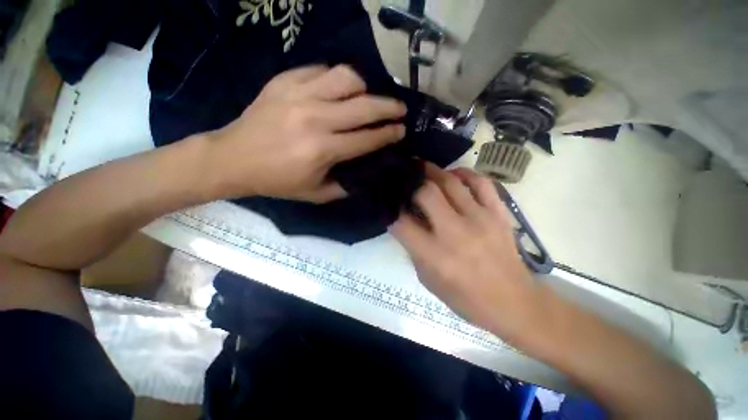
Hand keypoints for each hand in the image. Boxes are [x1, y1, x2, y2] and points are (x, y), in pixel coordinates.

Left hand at [205, 65, 406, 201]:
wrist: (234, 158)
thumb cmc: (277, 181)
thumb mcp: (315, 194)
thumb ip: (345, 186)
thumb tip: (366, 174)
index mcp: (322, 150)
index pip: (367, 139)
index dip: (389, 134)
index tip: (402, 130)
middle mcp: (315, 119)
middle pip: (364, 106)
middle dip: (389, 107)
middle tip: (400, 109)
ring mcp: (299, 95)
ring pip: (346, 78)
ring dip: (364, 87)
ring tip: (367, 96)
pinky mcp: (284, 81)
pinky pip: (321, 70)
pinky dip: (336, 79)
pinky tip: (338, 90)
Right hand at [390, 164, 540, 337]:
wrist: (513, 303)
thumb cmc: (465, 298)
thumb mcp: (427, 280)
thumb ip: (413, 249)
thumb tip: (406, 223)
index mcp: (434, 254)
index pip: (401, 222)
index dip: (391, 211)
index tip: (390, 205)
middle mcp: (454, 232)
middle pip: (425, 193)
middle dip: (411, 184)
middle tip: (406, 178)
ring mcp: (479, 219)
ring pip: (451, 182)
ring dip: (433, 172)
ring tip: (423, 167)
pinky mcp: (498, 213)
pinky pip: (481, 182)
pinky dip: (465, 174)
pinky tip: (454, 175)